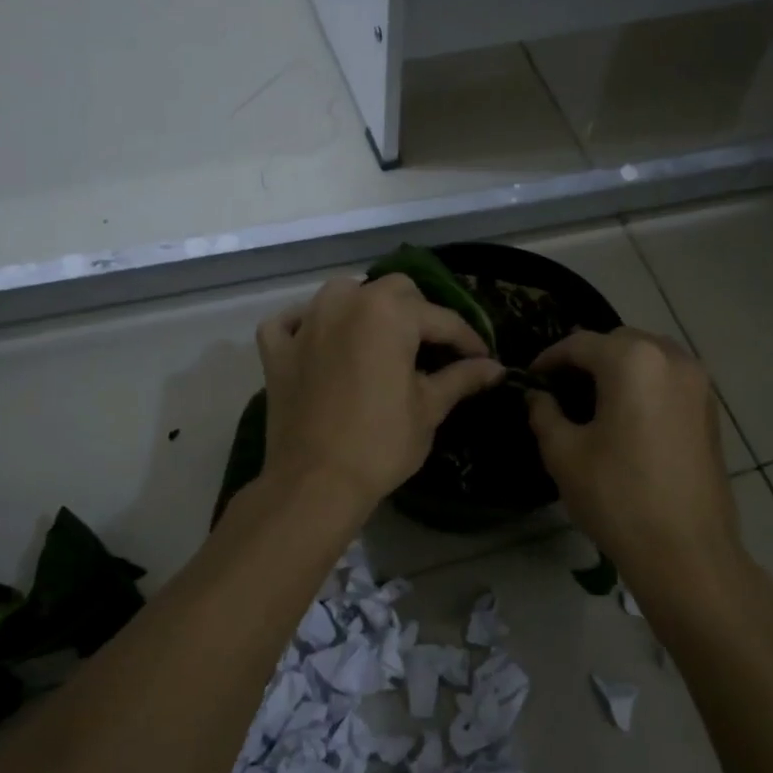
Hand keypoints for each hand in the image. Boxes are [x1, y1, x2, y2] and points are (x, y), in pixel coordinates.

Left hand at [258, 275, 504, 510]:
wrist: (316, 483)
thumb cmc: (381, 443)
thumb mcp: (429, 409)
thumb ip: (461, 378)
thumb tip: (495, 367)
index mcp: (388, 313)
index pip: (441, 318)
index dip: (467, 339)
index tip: (483, 359)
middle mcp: (345, 303)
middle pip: (392, 290)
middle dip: (418, 312)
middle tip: (431, 348)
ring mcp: (305, 324)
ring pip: (341, 294)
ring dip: (364, 307)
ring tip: (379, 338)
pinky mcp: (277, 351)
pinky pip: (289, 323)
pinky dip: (305, 325)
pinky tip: (318, 341)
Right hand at [526, 328, 742, 586]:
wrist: (685, 551)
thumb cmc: (617, 497)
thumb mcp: (564, 453)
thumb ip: (544, 414)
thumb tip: (537, 397)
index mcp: (633, 362)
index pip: (580, 344)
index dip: (549, 358)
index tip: (529, 377)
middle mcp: (672, 358)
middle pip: (619, 342)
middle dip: (587, 358)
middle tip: (560, 386)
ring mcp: (699, 383)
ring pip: (649, 357)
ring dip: (619, 368)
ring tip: (593, 398)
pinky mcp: (711, 410)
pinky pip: (670, 379)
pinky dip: (644, 384)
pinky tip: (627, 415)